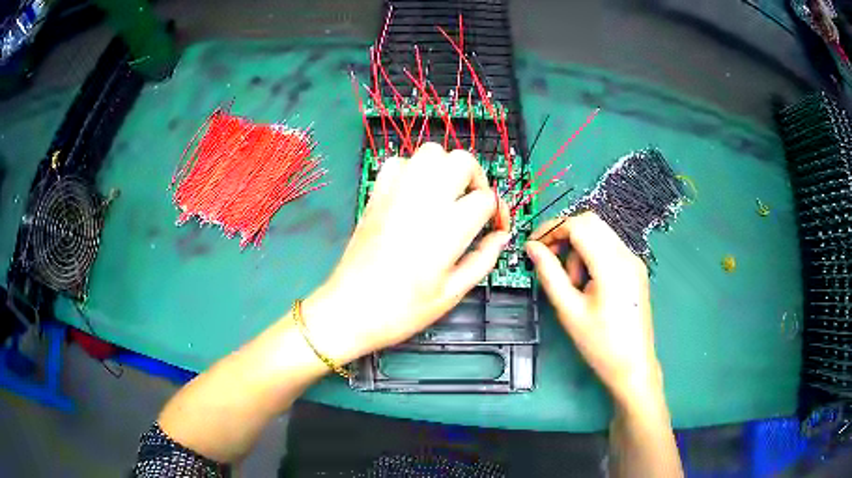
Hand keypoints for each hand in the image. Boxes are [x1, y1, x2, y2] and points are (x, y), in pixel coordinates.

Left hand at [304, 143, 509, 363]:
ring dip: (446, 167)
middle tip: (472, 204)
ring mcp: (396, 192)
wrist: (350, 310)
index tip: (494, 227)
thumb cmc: (403, 309)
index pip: (485, 198)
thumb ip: (483, 259)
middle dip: (476, 178)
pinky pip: (399, 162)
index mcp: (447, 228)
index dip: (498, 211)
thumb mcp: (452, 293)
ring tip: (446, 194)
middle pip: (461, 161)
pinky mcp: (376, 194)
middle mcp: (423, 200)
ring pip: (431, 151)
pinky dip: (413, 170)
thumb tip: (501, 236)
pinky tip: (415, 194)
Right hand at [525, 212, 661, 402]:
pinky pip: (608, 248)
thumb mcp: (569, 310)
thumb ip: (549, 274)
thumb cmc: (600, 344)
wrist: (633, 366)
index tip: (533, 246)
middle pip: (590, 222)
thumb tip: (532, 248)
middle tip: (549, 261)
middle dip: (565, 235)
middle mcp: (627, 255)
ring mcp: (634, 261)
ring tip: (573, 284)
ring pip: (599, 234)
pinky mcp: (635, 269)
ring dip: (579, 248)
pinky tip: (588, 284)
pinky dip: (592, 255)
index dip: (552, 229)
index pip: (578, 225)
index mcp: (612, 266)